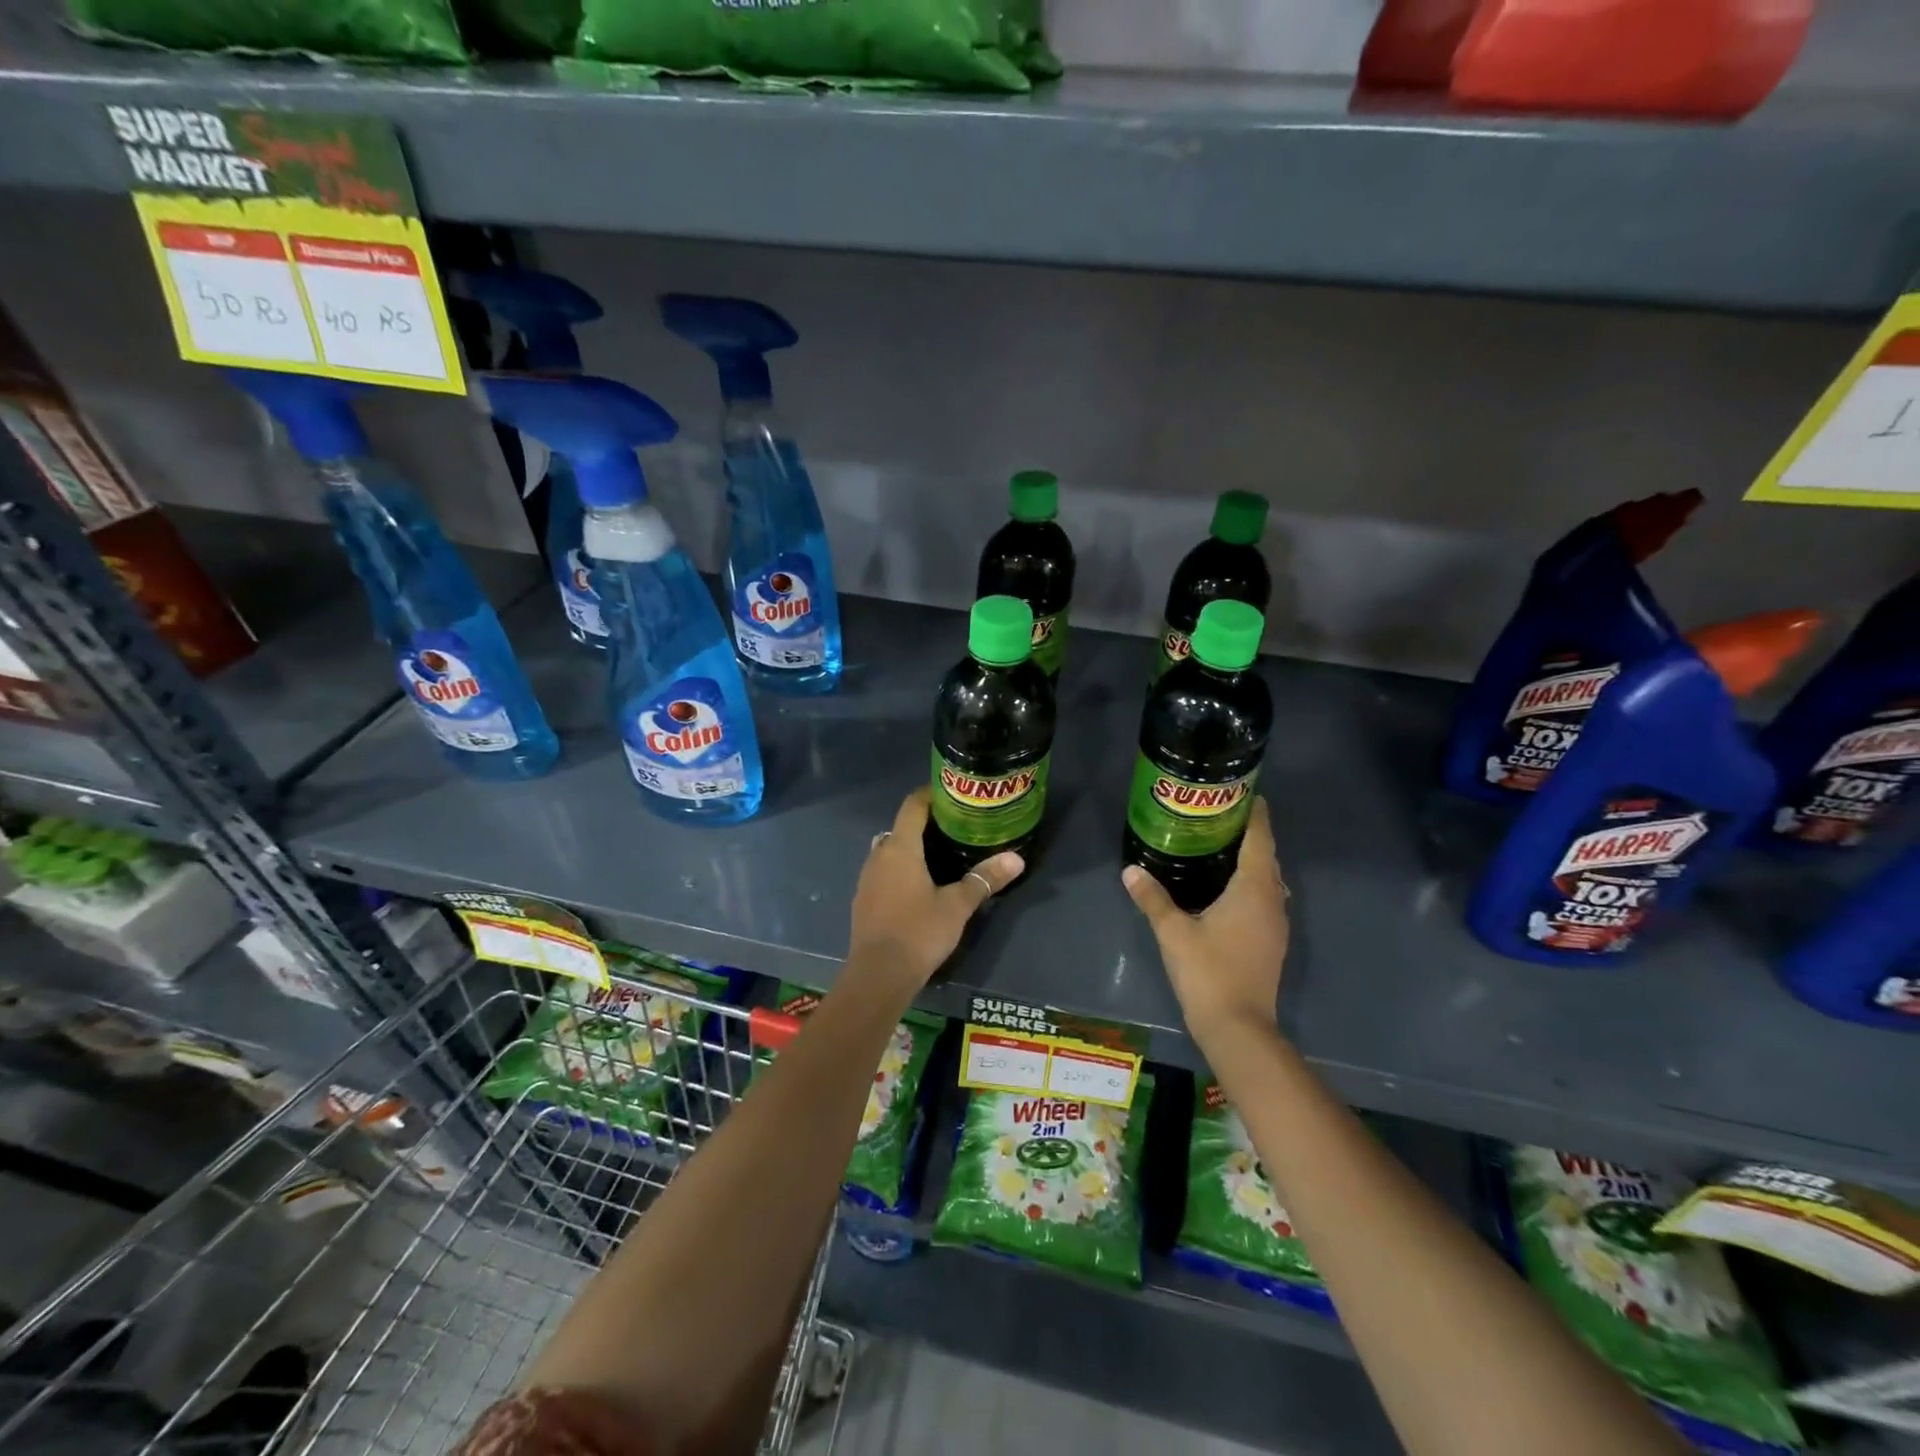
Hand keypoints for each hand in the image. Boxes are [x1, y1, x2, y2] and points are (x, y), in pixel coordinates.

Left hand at [848, 788, 1023, 989]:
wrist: (878, 975)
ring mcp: (867, 879)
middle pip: (901, 828)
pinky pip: (883, 873)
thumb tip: (1016, 858)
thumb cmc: (919, 932)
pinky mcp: (863, 901)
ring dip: (911, 849)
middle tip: (955, 828)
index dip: (930, 795)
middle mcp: (879, 856)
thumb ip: (984, 879)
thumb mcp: (957, 905)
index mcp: (900, 848)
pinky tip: (919, 887)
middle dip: (925, 824)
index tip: (952, 793)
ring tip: (941, 855)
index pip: (912, 806)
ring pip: (890, 851)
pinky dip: (900, 870)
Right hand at [1123, 797, 1289, 1045]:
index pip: (1259, 838)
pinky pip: (1263, 898)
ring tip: (1218, 844)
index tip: (1242, 792)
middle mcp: (1272, 900)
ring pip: (1266, 879)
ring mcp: (1275, 923)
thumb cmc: (1208, 972)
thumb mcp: (1173, 932)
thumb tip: (1130, 870)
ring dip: (1250, 859)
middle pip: (1266, 856)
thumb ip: (1153, 898)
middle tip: (1218, 814)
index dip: (1254, 813)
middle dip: (1247, 833)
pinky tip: (1224, 887)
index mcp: (1254, 889)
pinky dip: (1249, 883)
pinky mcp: (1270, 941)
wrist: (1238, 1027)